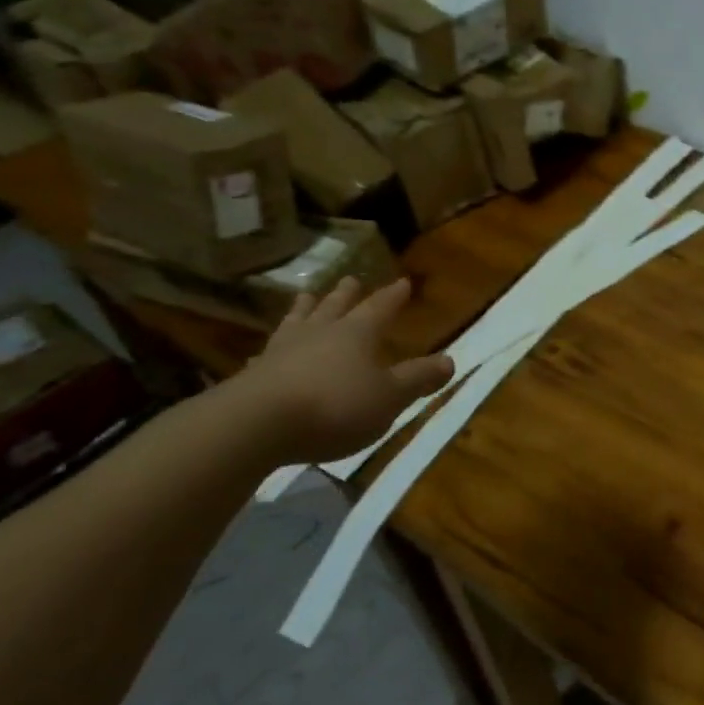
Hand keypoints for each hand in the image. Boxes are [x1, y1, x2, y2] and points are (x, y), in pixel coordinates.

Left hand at [228, 277, 454, 464]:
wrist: (256, 425)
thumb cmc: (335, 406)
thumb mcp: (389, 397)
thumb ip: (418, 378)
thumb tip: (450, 360)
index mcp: (356, 333)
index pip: (380, 308)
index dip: (393, 296)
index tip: (403, 282)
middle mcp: (320, 333)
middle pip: (335, 307)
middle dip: (346, 294)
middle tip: (350, 279)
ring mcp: (282, 351)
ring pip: (298, 321)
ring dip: (305, 309)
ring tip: (306, 297)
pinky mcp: (253, 375)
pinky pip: (267, 353)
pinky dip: (273, 349)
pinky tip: (266, 352)